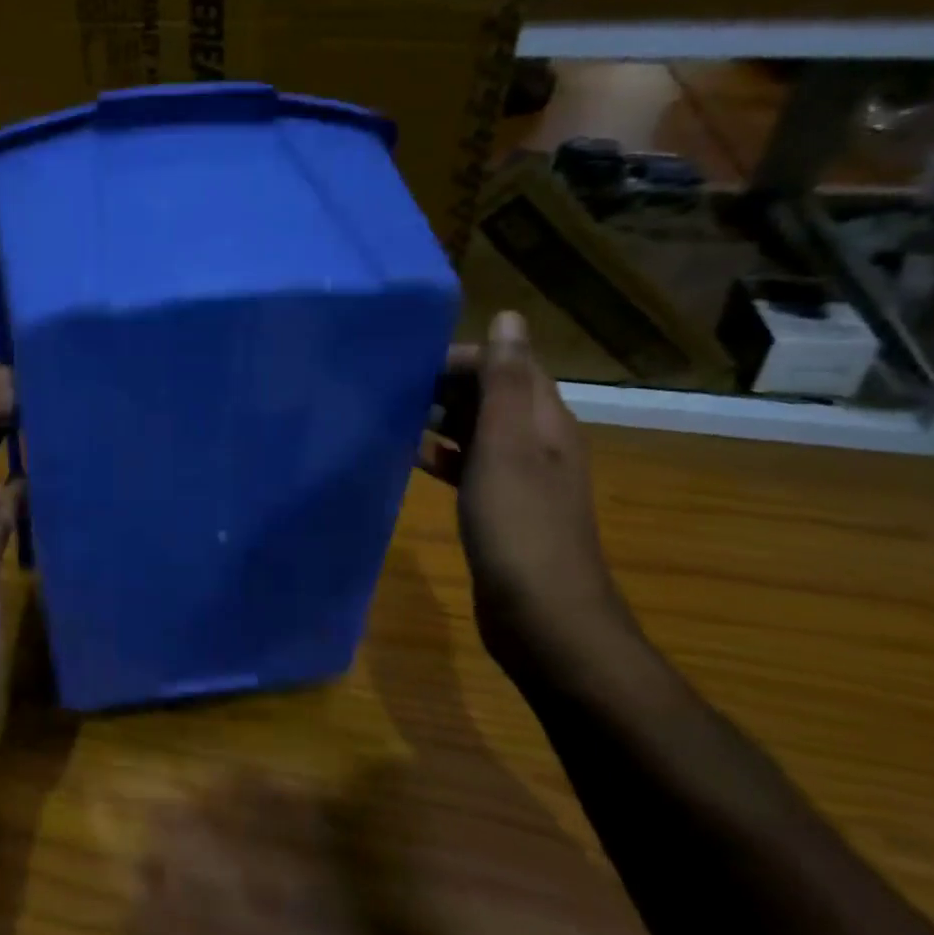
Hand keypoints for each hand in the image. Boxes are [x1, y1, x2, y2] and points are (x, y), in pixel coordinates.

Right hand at [420, 312, 639, 686]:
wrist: (543, 618)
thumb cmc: (520, 527)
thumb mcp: (506, 447)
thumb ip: (504, 383)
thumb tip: (510, 315)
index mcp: (544, 422)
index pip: (509, 365)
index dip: (464, 356)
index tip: (409, 362)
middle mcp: (537, 443)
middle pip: (492, 396)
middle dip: (446, 385)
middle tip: (388, 387)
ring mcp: (520, 479)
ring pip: (477, 431)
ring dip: (440, 419)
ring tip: (390, 415)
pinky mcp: (501, 509)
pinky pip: (469, 467)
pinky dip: (441, 456)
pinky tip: (408, 458)